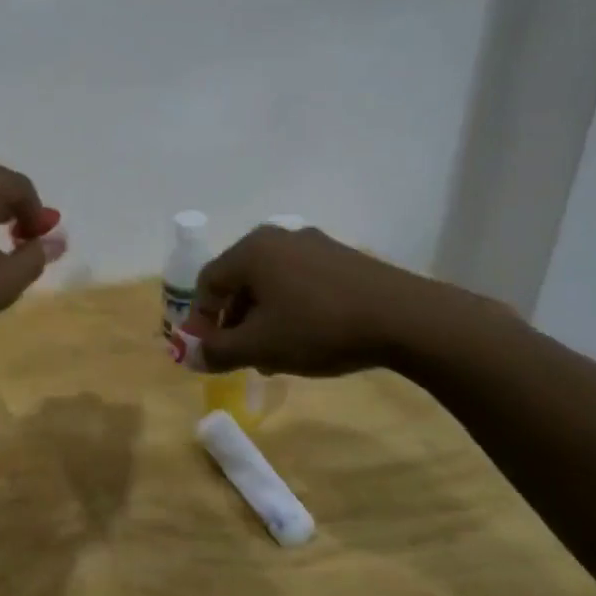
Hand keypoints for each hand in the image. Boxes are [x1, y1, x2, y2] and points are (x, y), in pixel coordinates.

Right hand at [182, 225, 469, 376]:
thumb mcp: (260, 346)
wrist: (405, 319)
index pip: (207, 283)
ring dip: (262, 319)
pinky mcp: (343, 258)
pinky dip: (291, 309)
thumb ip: (218, 352)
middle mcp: (278, 238)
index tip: (208, 350)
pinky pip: (300, 282)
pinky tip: (306, 339)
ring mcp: (314, 245)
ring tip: (274, 355)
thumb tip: (190, 357)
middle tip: (240, 355)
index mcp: (251, 251)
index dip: (201, 319)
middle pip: (239, 282)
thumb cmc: (318, 328)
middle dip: (234, 322)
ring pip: (271, 284)